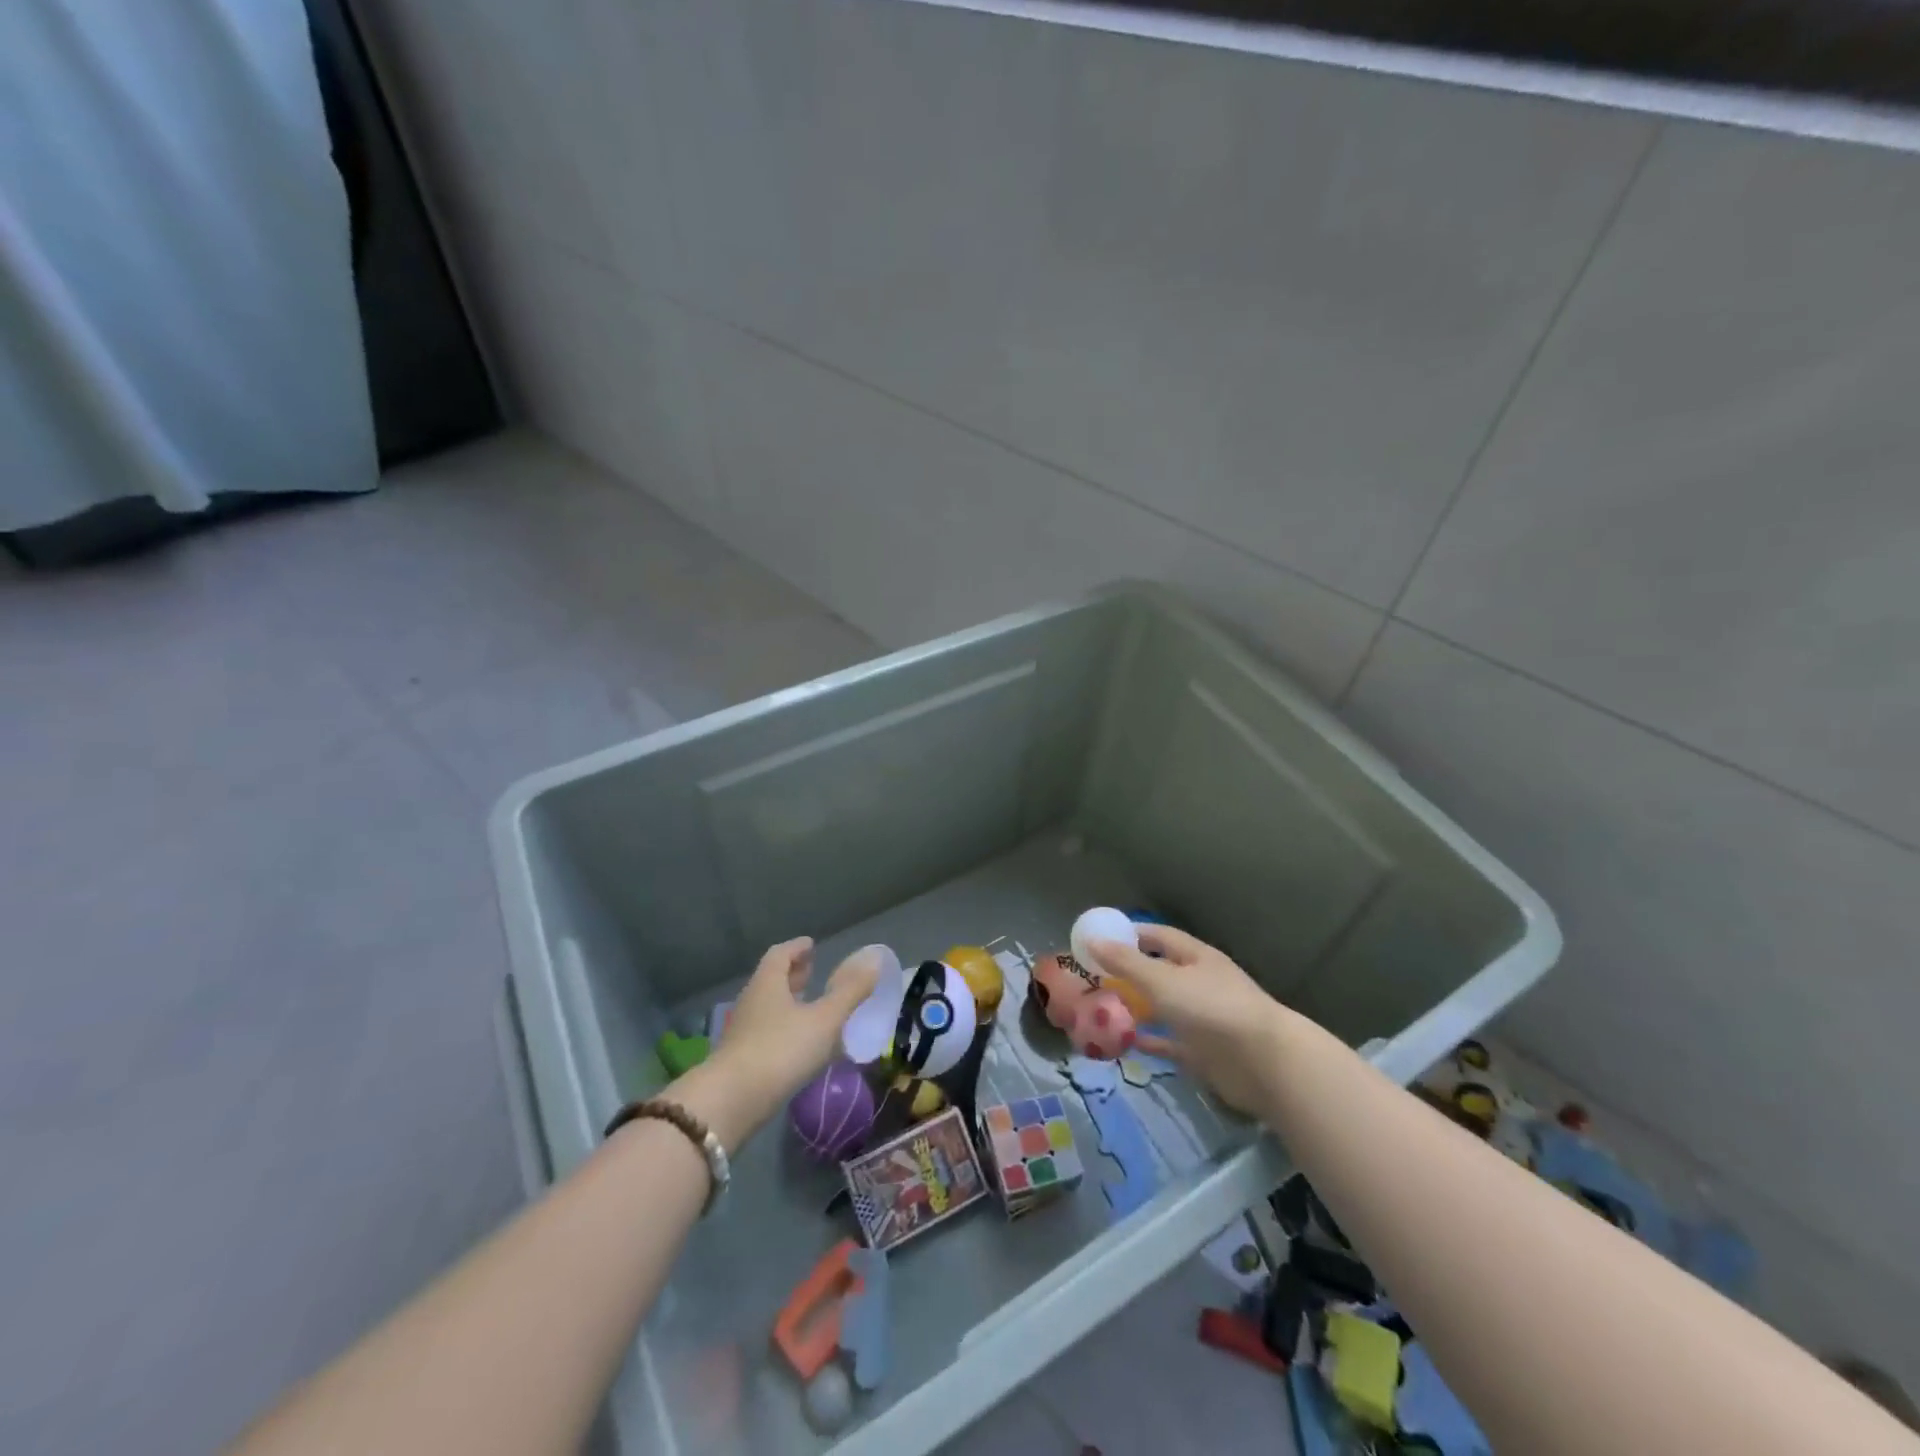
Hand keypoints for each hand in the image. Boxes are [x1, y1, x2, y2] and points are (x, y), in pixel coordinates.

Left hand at [675, 938, 879, 1146]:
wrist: (731, 1103)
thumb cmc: (781, 1049)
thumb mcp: (824, 1019)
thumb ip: (850, 991)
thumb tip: (873, 961)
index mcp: (768, 983)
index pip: (780, 954)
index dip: (797, 948)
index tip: (811, 945)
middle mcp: (752, 1001)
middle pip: (771, 979)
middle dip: (793, 974)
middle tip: (812, 972)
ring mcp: (743, 1032)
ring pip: (768, 1007)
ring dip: (789, 1003)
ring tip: (812, 1007)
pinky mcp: (741, 1060)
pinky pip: (766, 1032)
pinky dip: (785, 1028)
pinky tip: (801, 1044)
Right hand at [1087, 926, 1287, 1115]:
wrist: (1264, 1063)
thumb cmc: (1211, 1009)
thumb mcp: (1162, 980)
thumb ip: (1126, 963)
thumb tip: (1092, 940)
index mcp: (1196, 957)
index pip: (1159, 936)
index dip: (1131, 935)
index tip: (1101, 940)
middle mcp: (1201, 983)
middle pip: (1160, 971)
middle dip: (1130, 973)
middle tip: (1094, 978)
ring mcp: (1204, 1018)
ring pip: (1164, 1007)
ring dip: (1138, 1007)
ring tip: (1103, 1009)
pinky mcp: (1205, 1051)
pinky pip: (1170, 1042)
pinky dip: (1150, 1041)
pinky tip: (1125, 1042)